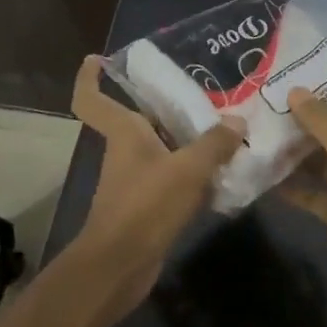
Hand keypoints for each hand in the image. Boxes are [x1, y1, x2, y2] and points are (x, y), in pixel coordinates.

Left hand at [70, 55, 244, 308]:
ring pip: (162, 149)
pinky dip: (193, 173)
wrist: (120, 267)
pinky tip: (224, 173)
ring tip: (227, 128)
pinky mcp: (148, 205)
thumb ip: (215, 144)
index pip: (92, 99)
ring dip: (188, 140)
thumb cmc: (145, 206)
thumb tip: (237, 122)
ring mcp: (135, 180)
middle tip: (206, 92)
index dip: (89, 78)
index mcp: (124, 133)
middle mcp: (126, 151)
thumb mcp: (187, 169)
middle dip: (168, 106)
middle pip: (141, 119)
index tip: (97, 60)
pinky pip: (173, 178)